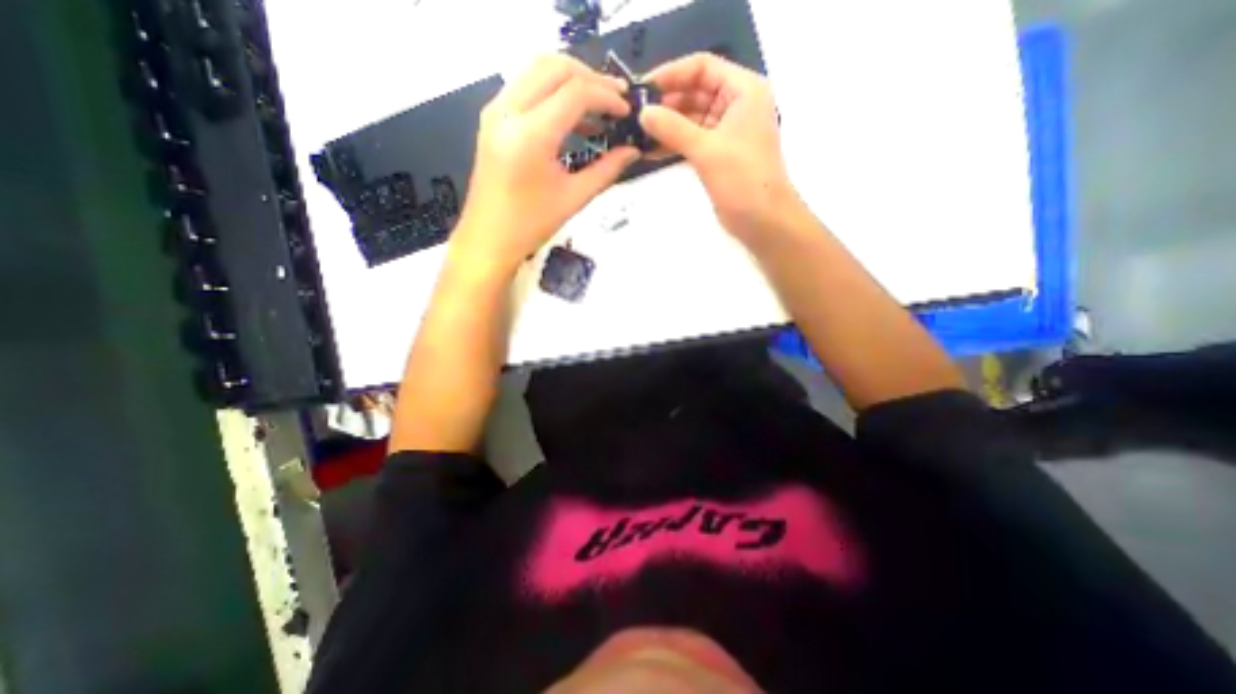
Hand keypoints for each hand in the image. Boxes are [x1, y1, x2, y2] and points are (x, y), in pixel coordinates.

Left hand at [453, 54, 637, 273]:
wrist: (488, 239)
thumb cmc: (530, 225)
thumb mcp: (574, 198)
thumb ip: (606, 170)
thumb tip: (632, 151)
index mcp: (530, 135)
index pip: (575, 92)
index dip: (606, 96)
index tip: (627, 111)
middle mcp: (508, 111)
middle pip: (554, 67)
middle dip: (591, 77)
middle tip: (616, 99)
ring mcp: (496, 111)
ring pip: (537, 70)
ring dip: (571, 81)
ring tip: (599, 107)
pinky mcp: (493, 118)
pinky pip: (526, 87)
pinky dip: (553, 92)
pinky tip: (573, 118)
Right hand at [637, 52, 802, 241]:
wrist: (762, 220)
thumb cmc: (743, 179)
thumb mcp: (707, 150)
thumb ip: (673, 129)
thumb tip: (643, 113)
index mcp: (743, 90)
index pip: (702, 67)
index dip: (672, 74)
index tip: (643, 88)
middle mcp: (735, 105)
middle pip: (695, 92)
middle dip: (666, 103)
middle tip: (634, 115)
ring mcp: (726, 131)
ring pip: (691, 118)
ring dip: (666, 126)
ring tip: (637, 134)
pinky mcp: (717, 154)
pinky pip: (691, 140)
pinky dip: (673, 144)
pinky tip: (650, 151)